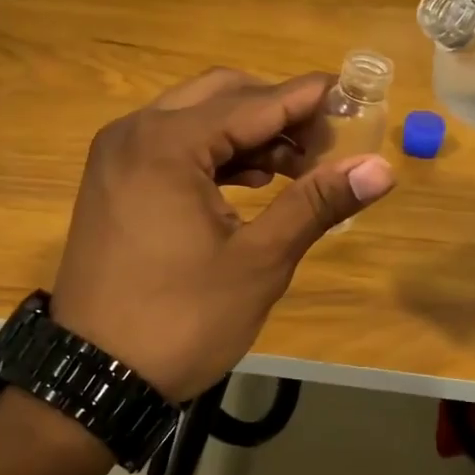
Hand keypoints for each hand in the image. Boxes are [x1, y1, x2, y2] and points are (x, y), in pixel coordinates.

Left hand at [49, 68, 395, 400]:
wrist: (94, 379)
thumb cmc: (181, 320)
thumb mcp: (259, 261)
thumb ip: (316, 203)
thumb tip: (380, 169)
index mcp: (167, 144)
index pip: (255, 102)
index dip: (310, 98)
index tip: (356, 95)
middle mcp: (135, 132)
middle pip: (223, 95)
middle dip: (279, 112)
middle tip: (326, 143)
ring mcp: (117, 155)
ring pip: (197, 117)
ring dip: (250, 132)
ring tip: (297, 168)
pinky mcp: (114, 179)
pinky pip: (173, 144)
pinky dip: (216, 152)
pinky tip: (251, 181)